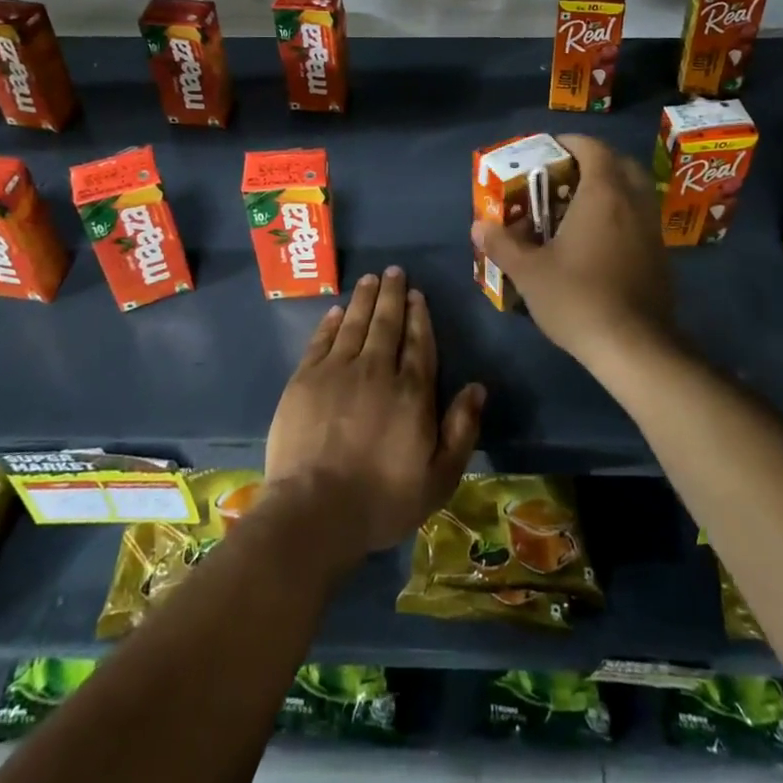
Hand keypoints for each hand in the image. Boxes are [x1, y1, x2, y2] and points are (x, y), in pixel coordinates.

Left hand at [265, 268, 484, 565]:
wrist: (315, 511)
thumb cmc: (383, 500)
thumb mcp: (439, 478)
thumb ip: (461, 430)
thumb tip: (477, 387)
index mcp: (412, 393)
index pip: (418, 343)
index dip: (418, 316)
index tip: (416, 294)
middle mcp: (376, 370)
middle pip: (386, 324)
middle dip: (392, 295)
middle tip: (393, 271)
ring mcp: (337, 371)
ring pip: (355, 324)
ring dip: (364, 299)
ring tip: (370, 278)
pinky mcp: (305, 379)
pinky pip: (322, 340)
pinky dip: (331, 322)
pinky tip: (338, 310)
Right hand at [471, 134, 674, 366]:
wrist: (634, 347)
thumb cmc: (578, 298)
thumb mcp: (529, 272)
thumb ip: (502, 244)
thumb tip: (478, 226)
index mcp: (603, 194)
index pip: (592, 148)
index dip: (569, 143)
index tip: (547, 151)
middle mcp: (633, 202)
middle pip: (619, 163)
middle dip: (592, 162)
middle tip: (562, 177)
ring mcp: (652, 229)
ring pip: (633, 192)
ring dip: (609, 189)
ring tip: (576, 208)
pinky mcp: (660, 255)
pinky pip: (640, 218)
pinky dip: (620, 215)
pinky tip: (597, 242)